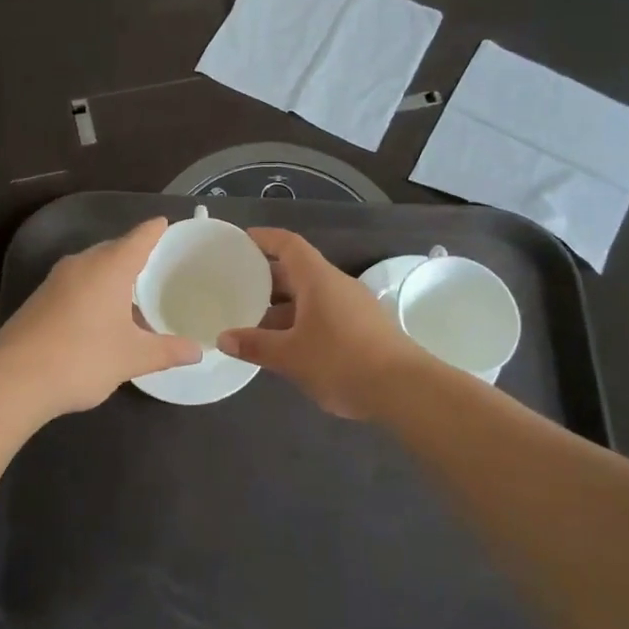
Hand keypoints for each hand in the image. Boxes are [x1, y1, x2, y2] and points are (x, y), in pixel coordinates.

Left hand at [0, 217, 201, 416]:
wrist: (13, 380)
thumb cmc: (82, 358)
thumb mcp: (133, 357)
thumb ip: (167, 351)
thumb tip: (197, 351)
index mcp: (109, 267)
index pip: (139, 237)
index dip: (156, 230)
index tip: (167, 223)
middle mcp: (81, 264)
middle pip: (114, 249)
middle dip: (136, 254)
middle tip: (160, 264)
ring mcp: (56, 281)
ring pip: (93, 268)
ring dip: (114, 276)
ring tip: (136, 293)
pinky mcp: (40, 300)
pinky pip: (77, 284)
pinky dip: (95, 291)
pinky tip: (104, 316)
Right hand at [216, 228, 431, 419]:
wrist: (405, 389)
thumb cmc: (342, 361)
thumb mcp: (291, 355)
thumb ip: (255, 345)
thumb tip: (223, 338)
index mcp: (318, 279)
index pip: (289, 244)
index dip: (264, 238)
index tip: (241, 241)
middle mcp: (337, 284)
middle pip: (298, 270)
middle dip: (267, 277)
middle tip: (237, 286)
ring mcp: (353, 306)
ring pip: (311, 296)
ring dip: (283, 305)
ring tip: (253, 319)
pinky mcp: (363, 328)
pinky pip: (324, 314)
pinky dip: (300, 321)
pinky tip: (285, 344)